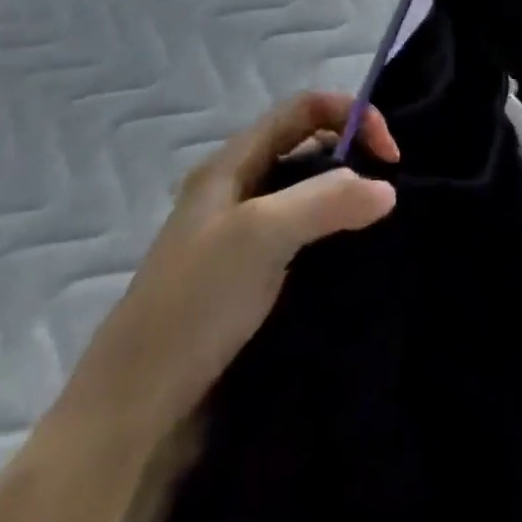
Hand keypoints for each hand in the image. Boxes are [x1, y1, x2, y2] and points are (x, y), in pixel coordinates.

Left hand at [58, 92, 398, 443]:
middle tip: (386, 191)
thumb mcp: (261, 235)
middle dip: (354, 154)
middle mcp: (237, 190)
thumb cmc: (193, 305)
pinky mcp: (250, 277)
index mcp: (231, 164)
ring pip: (308, 193)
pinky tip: (352, 258)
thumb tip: (387, 190)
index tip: (390, 156)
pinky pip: (305, 236)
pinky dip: (334, 235)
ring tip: (377, 224)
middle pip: (308, 145)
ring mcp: (242, 236)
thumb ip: (327, 200)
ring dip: (346, 198)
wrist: (132, 413)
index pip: (304, 108)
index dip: (352, 114)